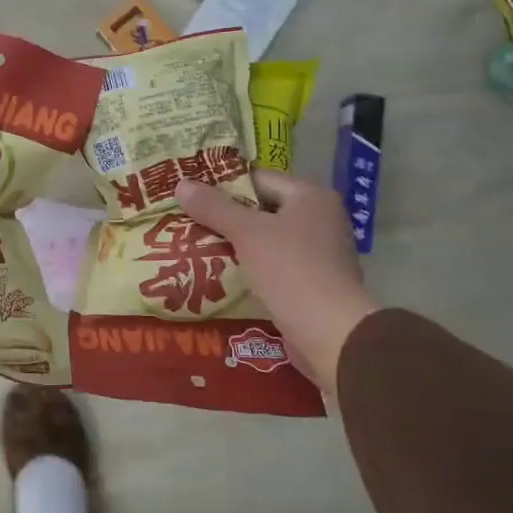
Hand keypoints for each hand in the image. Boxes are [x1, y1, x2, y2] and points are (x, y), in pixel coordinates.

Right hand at [176, 169, 380, 385]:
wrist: (330, 333)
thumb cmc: (291, 270)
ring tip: (195, 247)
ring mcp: (319, 254)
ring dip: (235, 245)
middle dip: (226, 217)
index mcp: (311, 197)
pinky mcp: (312, 284)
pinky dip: (249, 268)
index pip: (260, 179)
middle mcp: (320, 220)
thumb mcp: (247, 233)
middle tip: (187, 220)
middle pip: (263, 210)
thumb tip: (181, 184)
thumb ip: (214, 208)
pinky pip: (273, 267)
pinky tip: (220, 276)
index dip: (224, 184)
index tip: (192, 193)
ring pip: (266, 240)